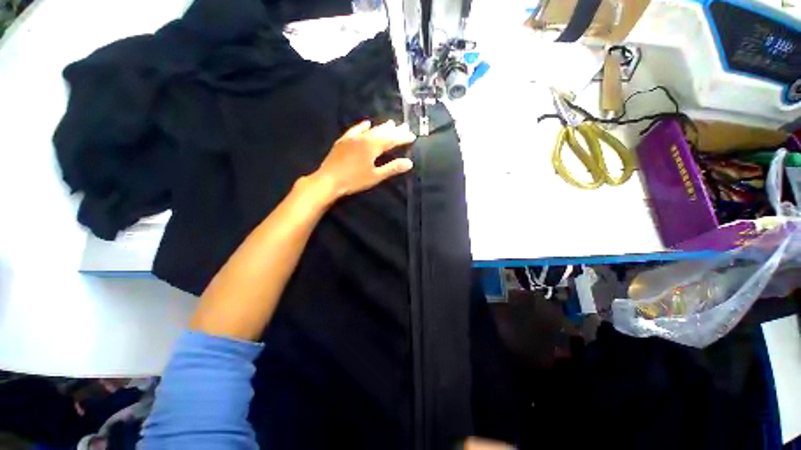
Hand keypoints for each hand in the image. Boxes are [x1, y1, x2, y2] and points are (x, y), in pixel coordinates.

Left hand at [310, 120, 415, 200]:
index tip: (412, 135)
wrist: (329, 180)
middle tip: (405, 125)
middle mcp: (364, 138)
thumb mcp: (375, 176)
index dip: (402, 137)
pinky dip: (362, 126)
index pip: (391, 140)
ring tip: (391, 123)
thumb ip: (392, 168)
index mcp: (373, 147)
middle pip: (382, 132)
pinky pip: (355, 129)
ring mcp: (352, 138)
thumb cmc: (354, 180)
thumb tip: (409, 162)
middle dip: (395, 130)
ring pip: (370, 130)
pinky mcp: (344, 140)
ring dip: (381, 126)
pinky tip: (366, 123)